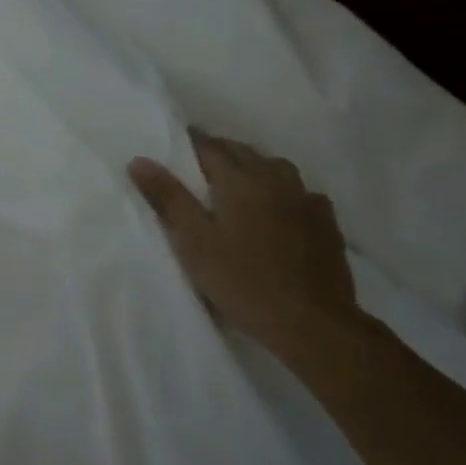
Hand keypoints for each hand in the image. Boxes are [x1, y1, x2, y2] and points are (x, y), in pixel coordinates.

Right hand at [128, 130, 360, 348]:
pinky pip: (302, 192)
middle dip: (221, 151)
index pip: (210, 147)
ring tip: (239, 179)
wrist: (312, 323)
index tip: (177, 141)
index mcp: (240, 180)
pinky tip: (283, 207)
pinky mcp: (326, 222)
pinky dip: (285, 191)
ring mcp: (305, 199)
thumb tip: (139, 160)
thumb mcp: (195, 243)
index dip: (191, 142)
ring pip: (275, 167)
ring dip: (254, 166)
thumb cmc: (244, 282)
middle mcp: (274, 178)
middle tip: (200, 162)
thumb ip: (168, 199)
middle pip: (243, 152)